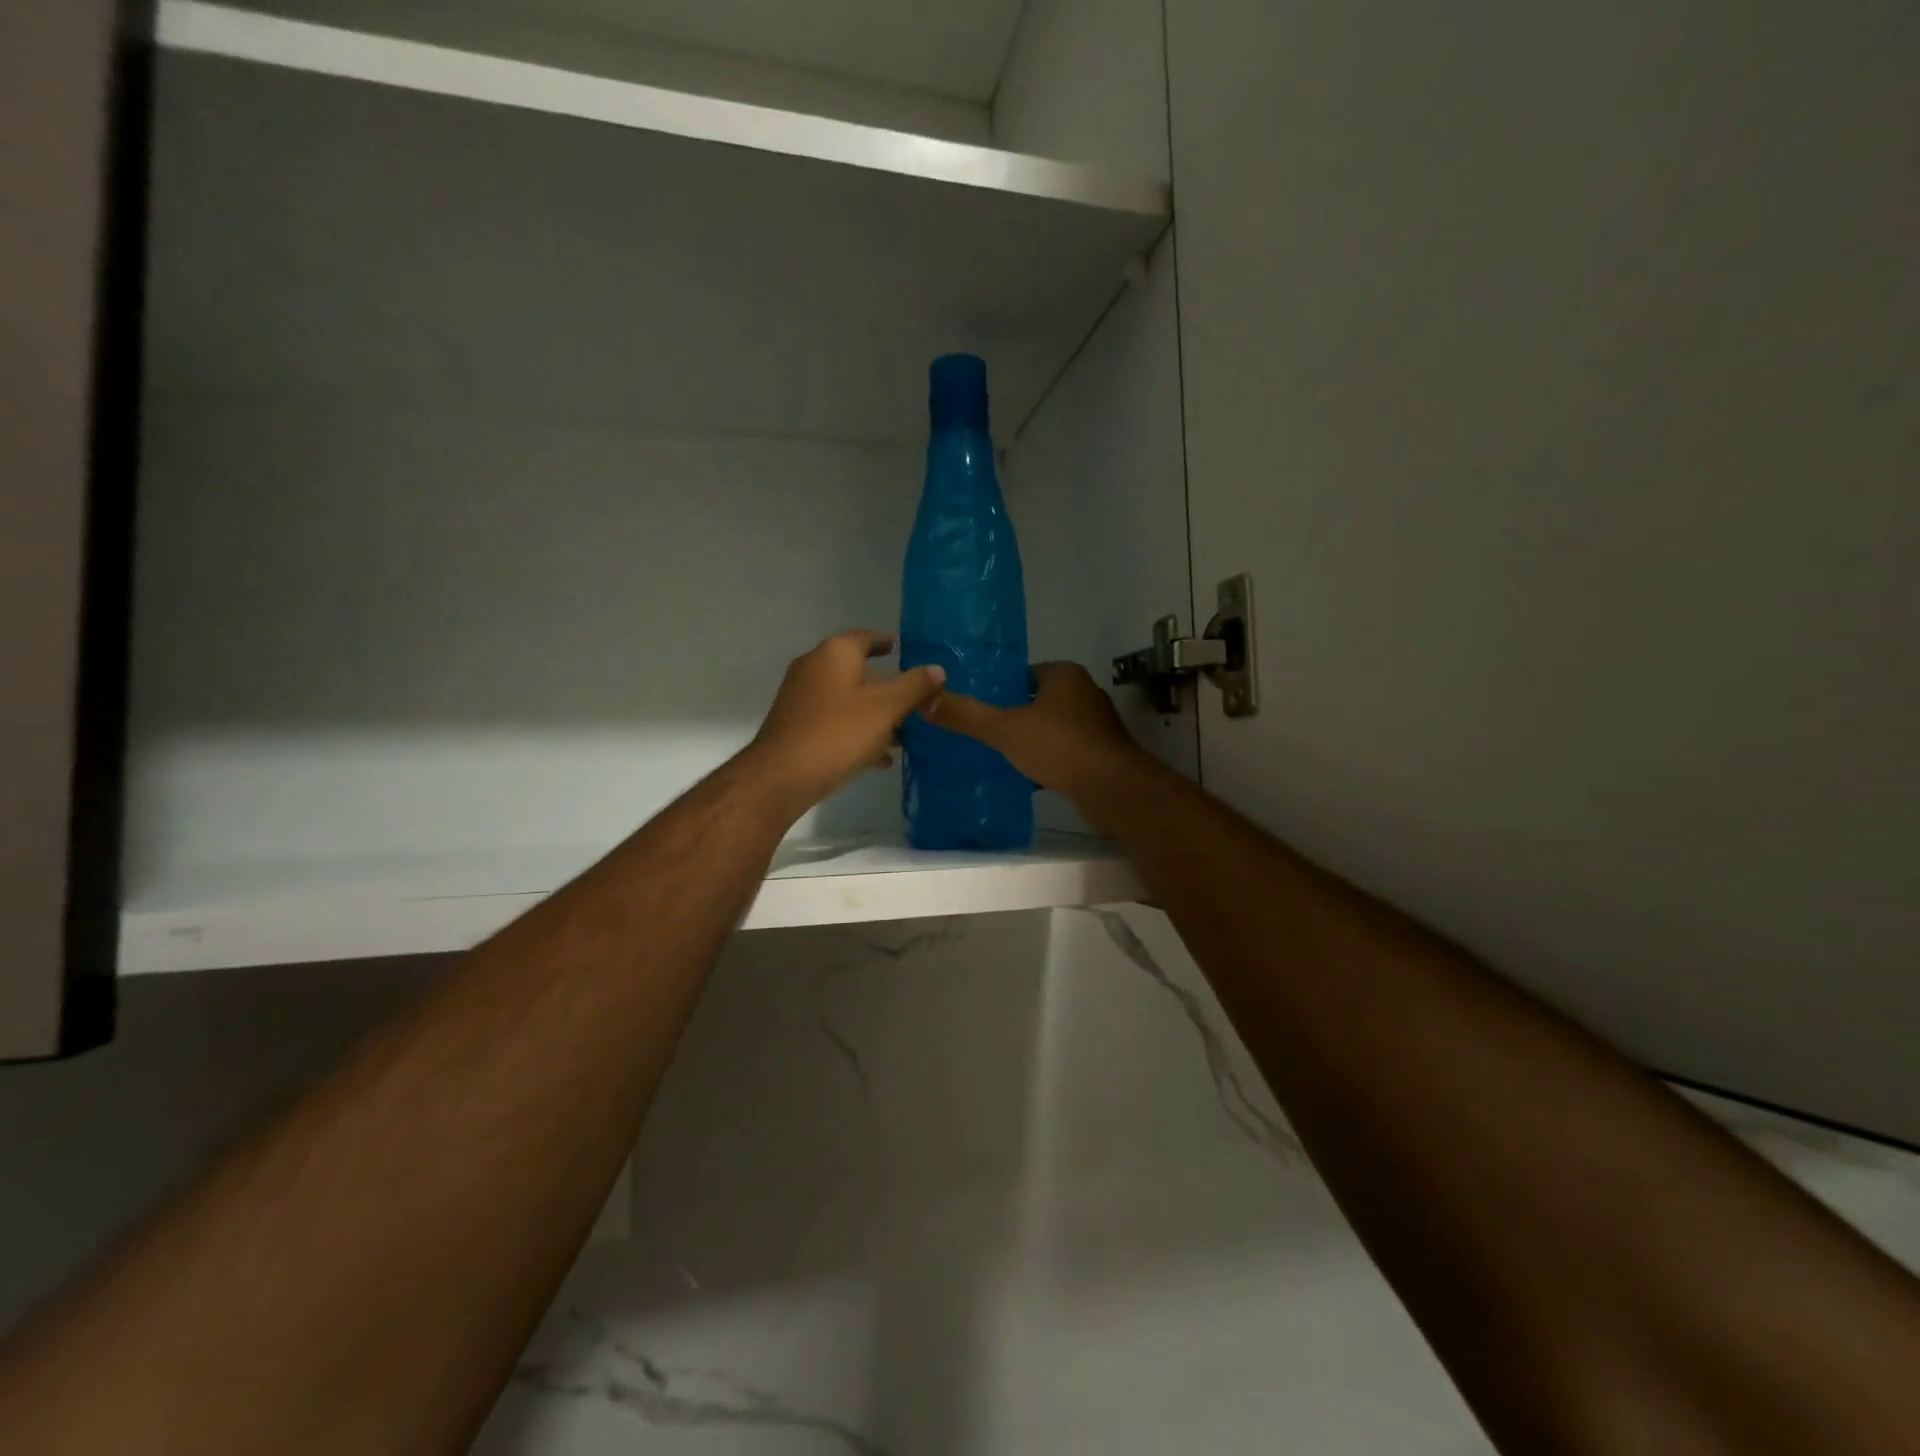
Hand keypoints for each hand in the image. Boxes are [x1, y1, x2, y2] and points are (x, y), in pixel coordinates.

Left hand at [744, 631, 945, 818]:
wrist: (782, 776)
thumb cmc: (838, 733)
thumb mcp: (886, 708)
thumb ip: (914, 686)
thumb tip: (937, 669)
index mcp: (835, 653)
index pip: (865, 638)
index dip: (885, 642)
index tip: (901, 648)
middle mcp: (814, 668)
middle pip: (858, 670)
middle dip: (886, 686)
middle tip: (913, 699)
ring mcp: (802, 698)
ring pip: (847, 699)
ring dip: (874, 714)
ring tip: (903, 734)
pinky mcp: (797, 725)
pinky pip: (835, 721)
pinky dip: (857, 731)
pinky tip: (878, 757)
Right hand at [924, 662, 1145, 814]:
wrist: (1111, 789)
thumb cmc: (1059, 747)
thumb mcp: (1004, 729)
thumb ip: (965, 715)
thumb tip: (924, 700)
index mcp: (1064, 675)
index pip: (1024, 674)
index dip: (1000, 688)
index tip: (977, 705)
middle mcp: (1085, 693)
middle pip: (1038, 700)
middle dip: (1014, 715)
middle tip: (982, 731)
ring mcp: (1096, 724)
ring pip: (1053, 727)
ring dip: (1032, 738)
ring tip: (1000, 753)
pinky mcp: (1102, 753)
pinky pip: (1066, 750)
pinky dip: (1048, 759)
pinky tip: (1028, 775)